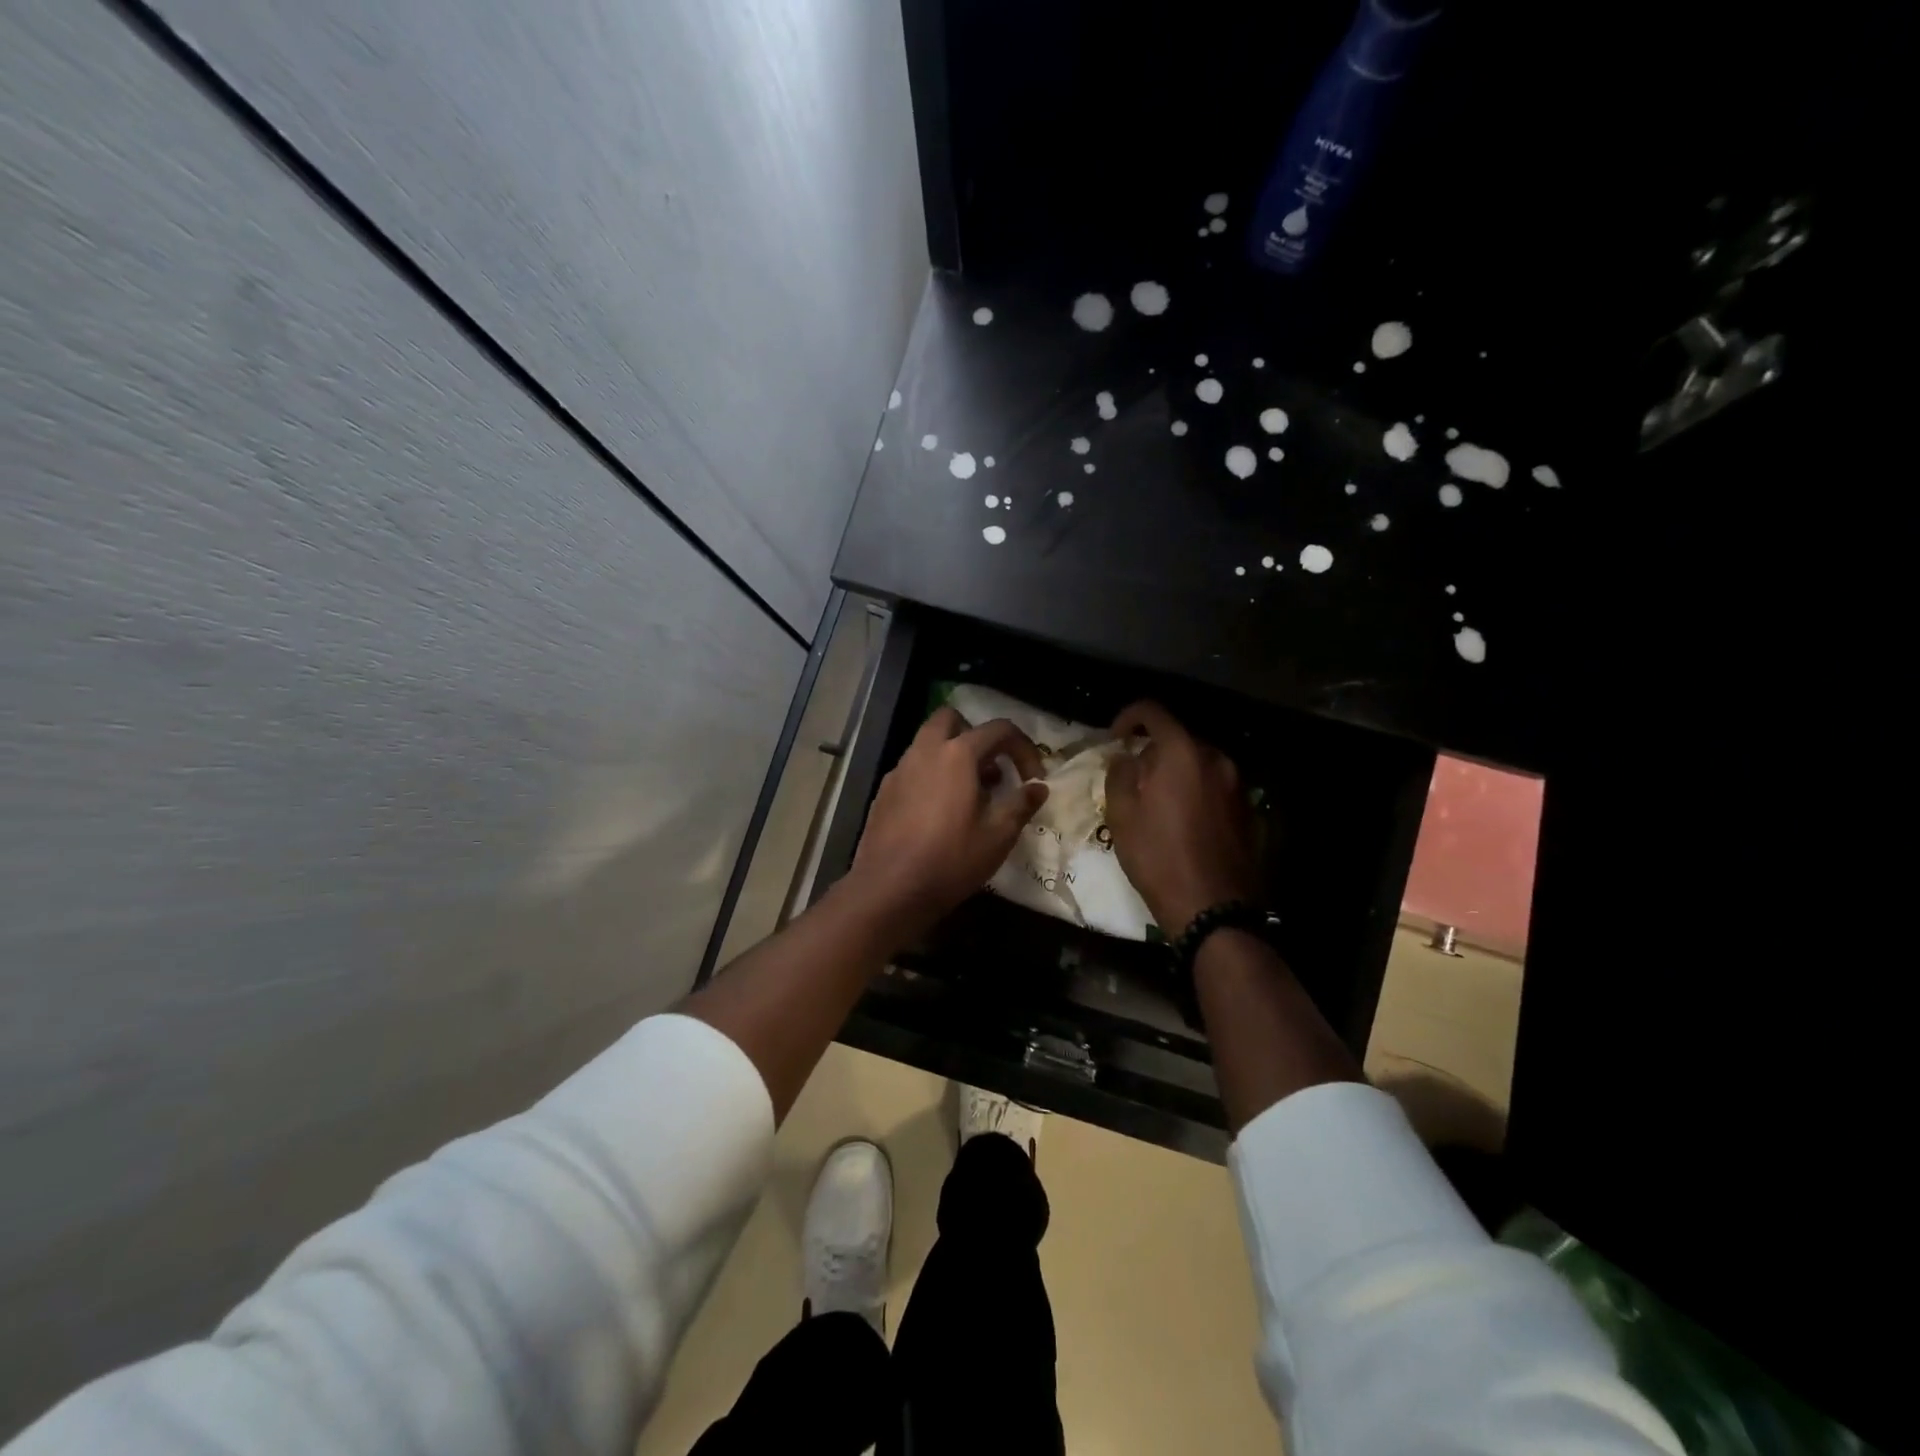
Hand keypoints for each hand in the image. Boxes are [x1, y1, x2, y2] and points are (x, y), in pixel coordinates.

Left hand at [848, 707, 1048, 935]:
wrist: (889, 889)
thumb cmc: (951, 860)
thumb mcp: (998, 836)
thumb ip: (1021, 804)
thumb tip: (1038, 787)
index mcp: (957, 754)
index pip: (999, 729)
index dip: (1024, 748)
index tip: (1033, 778)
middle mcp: (925, 751)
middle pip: (952, 720)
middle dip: (977, 736)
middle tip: (992, 769)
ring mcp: (900, 770)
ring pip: (929, 743)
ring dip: (953, 755)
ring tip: (971, 795)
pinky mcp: (884, 791)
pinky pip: (913, 768)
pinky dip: (932, 775)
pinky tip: (940, 813)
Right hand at [1104, 701, 1261, 936]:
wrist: (1213, 907)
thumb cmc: (1158, 857)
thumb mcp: (1121, 815)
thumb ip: (1119, 774)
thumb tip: (1126, 758)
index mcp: (1182, 753)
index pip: (1153, 712)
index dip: (1128, 717)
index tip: (1115, 739)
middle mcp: (1216, 759)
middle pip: (1178, 738)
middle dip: (1152, 751)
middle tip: (1132, 779)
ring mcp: (1237, 784)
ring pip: (1198, 763)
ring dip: (1175, 772)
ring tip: (1157, 803)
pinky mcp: (1248, 809)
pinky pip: (1215, 786)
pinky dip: (1196, 791)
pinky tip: (1183, 822)